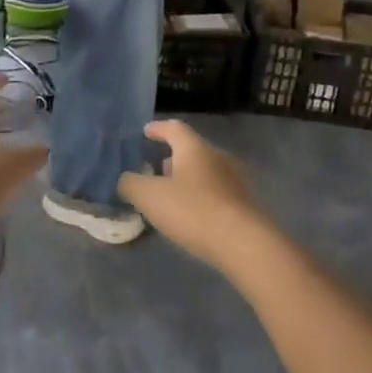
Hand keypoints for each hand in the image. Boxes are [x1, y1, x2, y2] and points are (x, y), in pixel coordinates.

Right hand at [117, 121, 274, 274]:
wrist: (245, 244)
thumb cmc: (193, 210)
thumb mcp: (149, 196)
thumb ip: (131, 183)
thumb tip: (126, 179)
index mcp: (194, 148)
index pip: (174, 128)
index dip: (158, 128)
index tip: (146, 132)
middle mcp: (218, 157)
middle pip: (192, 149)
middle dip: (173, 156)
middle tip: (156, 167)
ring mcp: (235, 181)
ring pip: (206, 171)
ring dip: (188, 178)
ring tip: (171, 193)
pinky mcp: (245, 205)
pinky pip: (217, 192)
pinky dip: (201, 196)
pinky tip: (191, 214)